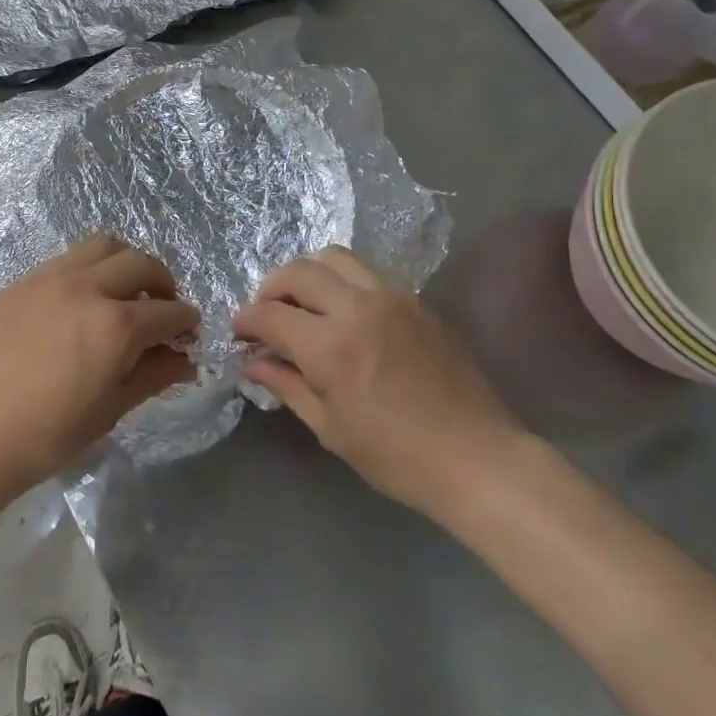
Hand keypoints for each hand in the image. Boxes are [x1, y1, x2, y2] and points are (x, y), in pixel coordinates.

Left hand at [0, 235, 198, 505]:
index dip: (186, 321)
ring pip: (101, 245)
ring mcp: (48, 278)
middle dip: (162, 281)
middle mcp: (85, 287)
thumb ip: (153, 375)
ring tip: (123, 290)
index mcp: (115, 324)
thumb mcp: (110, 410)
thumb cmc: (47, 436)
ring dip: (124, 262)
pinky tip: (78, 301)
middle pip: (139, 262)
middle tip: (162, 305)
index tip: (188, 332)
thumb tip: (185, 360)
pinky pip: (64, 260)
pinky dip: (86, 270)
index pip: (168, 310)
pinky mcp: (19, 282)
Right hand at [232, 246, 524, 517]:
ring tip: (304, 302)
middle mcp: (357, 307)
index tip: (239, 333)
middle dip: (271, 288)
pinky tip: (344, 308)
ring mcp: (392, 297)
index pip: (270, 314)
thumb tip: (251, 363)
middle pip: (298, 271)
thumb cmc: (396, 456)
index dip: (246, 321)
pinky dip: (343, 278)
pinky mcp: (417, 299)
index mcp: (330, 346)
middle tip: (267, 314)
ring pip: (335, 257)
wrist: (477, 458)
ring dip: (308, 274)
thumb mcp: (329, 428)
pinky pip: (368, 270)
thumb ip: (286, 385)